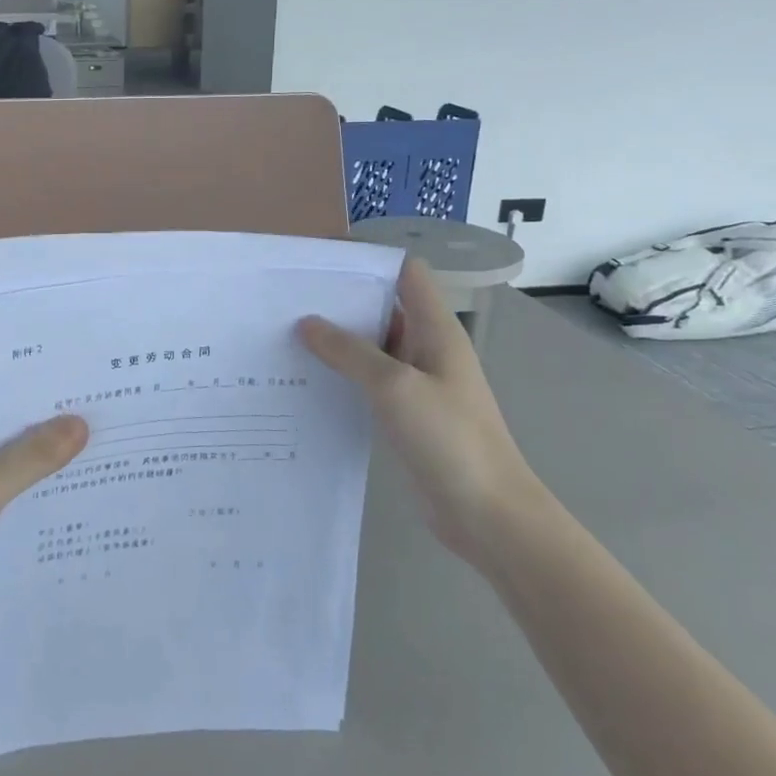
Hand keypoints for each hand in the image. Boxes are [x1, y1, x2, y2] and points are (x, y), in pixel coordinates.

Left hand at [0, 405, 87, 654]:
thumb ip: (32, 455)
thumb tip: (81, 423)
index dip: (27, 393)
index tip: (72, 386)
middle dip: (38, 429)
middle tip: (92, 417)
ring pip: (0, 469)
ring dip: (33, 466)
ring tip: (89, 452)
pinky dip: (23, 499)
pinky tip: (61, 498)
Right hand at [299, 260, 541, 560]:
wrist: (488, 514)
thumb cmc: (449, 439)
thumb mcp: (394, 387)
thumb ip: (349, 351)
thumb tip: (307, 322)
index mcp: (436, 330)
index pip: (406, 274)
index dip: (369, 261)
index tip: (321, 262)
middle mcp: (427, 349)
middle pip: (384, 307)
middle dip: (342, 300)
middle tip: (289, 299)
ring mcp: (417, 383)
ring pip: (373, 347)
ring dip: (338, 340)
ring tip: (287, 334)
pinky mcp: (406, 414)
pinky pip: (370, 382)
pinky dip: (343, 374)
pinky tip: (308, 379)